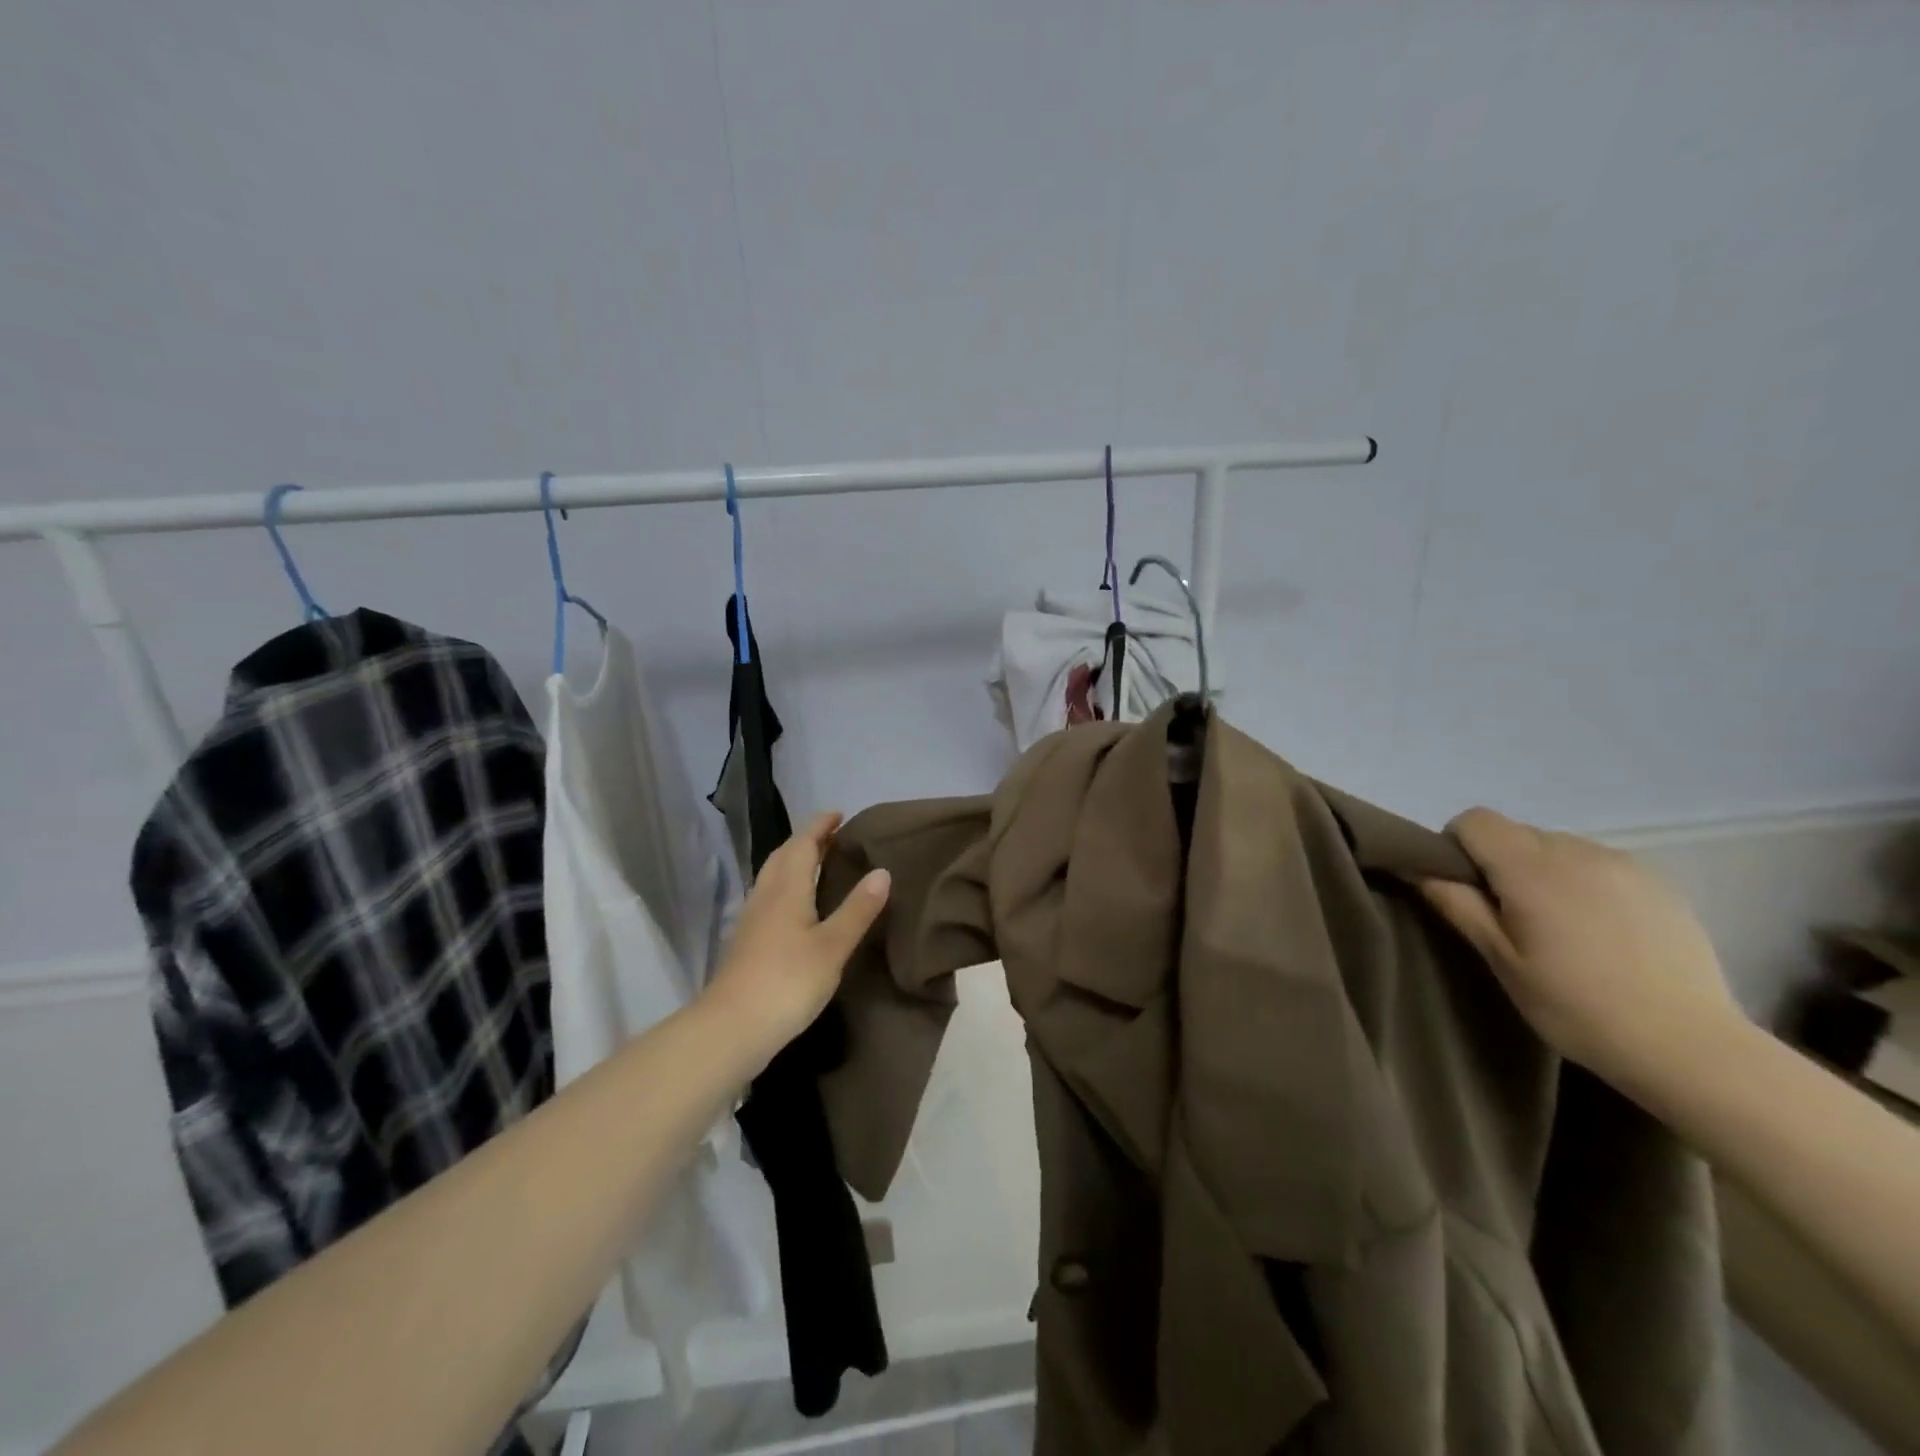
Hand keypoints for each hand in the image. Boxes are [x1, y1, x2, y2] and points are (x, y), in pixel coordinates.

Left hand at [700, 811, 890, 1065]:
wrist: (732, 1027)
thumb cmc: (788, 981)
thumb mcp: (832, 946)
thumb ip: (857, 909)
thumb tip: (882, 870)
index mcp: (787, 889)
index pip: (802, 844)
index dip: (820, 826)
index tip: (838, 814)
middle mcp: (766, 896)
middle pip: (783, 856)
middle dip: (806, 840)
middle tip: (831, 836)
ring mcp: (752, 920)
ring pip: (772, 877)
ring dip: (793, 862)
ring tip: (817, 864)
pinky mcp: (747, 942)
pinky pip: (769, 897)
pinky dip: (786, 887)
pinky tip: (796, 907)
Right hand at [1420, 808, 1737, 1086]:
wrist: (1690, 1046)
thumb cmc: (1577, 1006)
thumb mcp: (1501, 960)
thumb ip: (1458, 905)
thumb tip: (1421, 869)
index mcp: (1531, 868)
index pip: (1475, 821)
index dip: (1457, 845)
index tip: (1463, 887)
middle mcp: (1576, 851)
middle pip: (1516, 833)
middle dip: (1499, 863)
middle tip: (1508, 916)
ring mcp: (1623, 865)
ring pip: (1558, 847)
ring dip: (1542, 872)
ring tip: (1558, 926)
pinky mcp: (1659, 883)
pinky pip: (1598, 865)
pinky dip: (1582, 883)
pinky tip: (1600, 932)